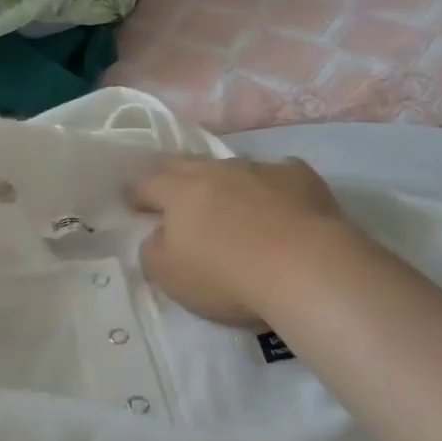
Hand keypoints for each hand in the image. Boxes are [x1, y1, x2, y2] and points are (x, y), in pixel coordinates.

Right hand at [128, 156, 349, 327]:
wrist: (307, 268)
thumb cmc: (226, 275)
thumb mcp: (169, 276)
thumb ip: (153, 251)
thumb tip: (159, 236)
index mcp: (178, 191)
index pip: (146, 183)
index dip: (137, 194)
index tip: (134, 203)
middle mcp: (216, 171)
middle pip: (185, 164)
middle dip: (173, 175)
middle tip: (172, 192)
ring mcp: (260, 169)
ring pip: (232, 168)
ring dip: (224, 183)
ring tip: (230, 204)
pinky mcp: (300, 177)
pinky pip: (277, 175)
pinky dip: (271, 188)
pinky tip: (280, 206)